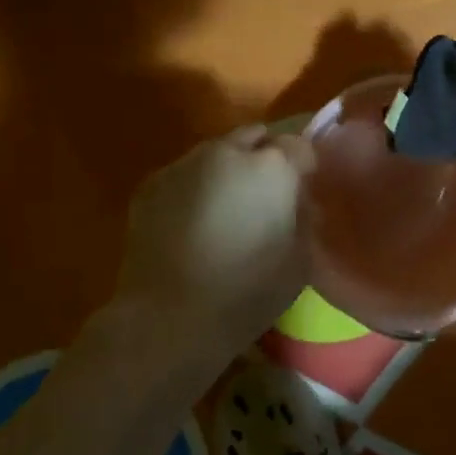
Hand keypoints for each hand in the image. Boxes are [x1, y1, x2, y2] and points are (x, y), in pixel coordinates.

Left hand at [114, 125, 315, 344]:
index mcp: (272, 166)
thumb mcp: (301, 260)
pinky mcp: (150, 184)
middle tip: (266, 195)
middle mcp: (228, 152)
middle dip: (265, 157)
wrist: (168, 317)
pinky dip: (195, 187)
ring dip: (228, 170)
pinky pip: (184, 174)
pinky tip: (193, 222)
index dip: (303, 167)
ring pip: (216, 152)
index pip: (300, 145)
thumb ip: (305, 217)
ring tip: (226, 209)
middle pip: (255, 137)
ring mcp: (184, 164)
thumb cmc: (248, 291)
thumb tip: (298, 200)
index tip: (301, 191)